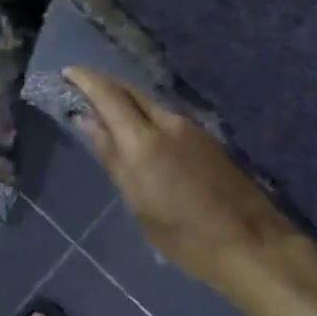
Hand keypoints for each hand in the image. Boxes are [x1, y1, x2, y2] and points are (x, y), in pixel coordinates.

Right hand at [65, 68, 296, 288]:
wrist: (249, 243)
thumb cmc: (183, 236)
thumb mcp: (137, 202)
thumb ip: (112, 157)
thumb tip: (87, 121)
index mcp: (143, 141)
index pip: (108, 94)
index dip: (85, 79)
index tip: (66, 72)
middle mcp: (167, 123)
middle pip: (130, 91)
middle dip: (103, 85)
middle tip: (80, 89)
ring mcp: (190, 128)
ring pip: (149, 104)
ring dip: (125, 102)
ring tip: (104, 115)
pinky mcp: (205, 138)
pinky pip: (165, 117)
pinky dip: (144, 117)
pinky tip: (138, 135)